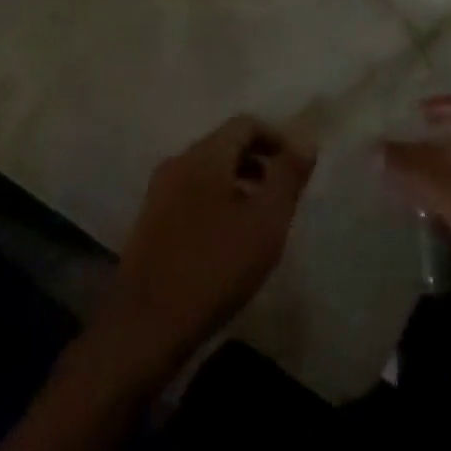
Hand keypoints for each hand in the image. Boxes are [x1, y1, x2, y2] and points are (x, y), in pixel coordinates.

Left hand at [91, 115, 314, 385]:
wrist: (145, 327)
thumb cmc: (214, 268)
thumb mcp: (265, 222)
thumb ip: (287, 177)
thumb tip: (306, 140)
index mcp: (204, 155)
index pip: (245, 124)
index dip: (276, 138)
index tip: (297, 167)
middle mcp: (178, 162)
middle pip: (224, 144)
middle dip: (257, 161)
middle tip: (282, 193)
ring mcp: (159, 191)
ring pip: (207, 171)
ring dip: (237, 182)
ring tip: (259, 218)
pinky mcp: (149, 221)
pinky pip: (191, 193)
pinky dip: (216, 201)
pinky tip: (227, 239)